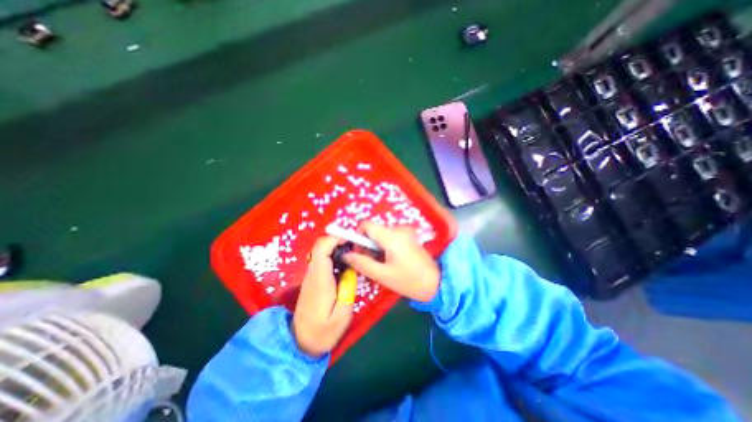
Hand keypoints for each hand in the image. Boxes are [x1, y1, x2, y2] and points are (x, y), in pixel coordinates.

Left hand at [292, 236, 353, 357]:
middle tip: (355, 247)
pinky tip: (345, 264)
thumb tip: (351, 269)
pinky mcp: (312, 280)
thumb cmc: (323, 331)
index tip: (350, 241)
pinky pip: (322, 260)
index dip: (335, 240)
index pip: (321, 250)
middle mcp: (312, 274)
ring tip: (353, 254)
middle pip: (320, 247)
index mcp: (319, 280)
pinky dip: (333, 256)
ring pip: (321, 252)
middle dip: (338, 241)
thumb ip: (348, 289)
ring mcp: (311, 276)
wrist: (300, 343)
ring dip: (336, 248)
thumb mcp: (342, 315)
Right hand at [343, 223, 441, 300]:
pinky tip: (390, 261)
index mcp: (391, 235)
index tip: (357, 251)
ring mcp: (405, 232)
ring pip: (381, 234)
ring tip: (380, 264)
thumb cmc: (409, 280)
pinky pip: (390, 237)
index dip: (357, 236)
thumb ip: (362, 263)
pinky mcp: (409, 237)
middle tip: (368, 262)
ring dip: (375, 247)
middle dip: (366, 244)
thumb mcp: (382, 275)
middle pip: (373, 230)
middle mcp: (398, 229)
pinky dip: (384, 246)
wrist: (437, 283)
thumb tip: (345, 255)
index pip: (366, 225)